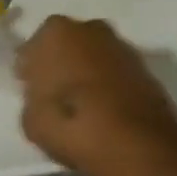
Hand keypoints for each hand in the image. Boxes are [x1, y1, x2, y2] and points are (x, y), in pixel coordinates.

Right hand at [16, 16, 176, 175]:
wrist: (137, 146)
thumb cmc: (71, 125)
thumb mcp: (31, 120)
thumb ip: (33, 98)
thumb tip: (43, 97)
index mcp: (54, 32)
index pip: (31, 49)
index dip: (30, 71)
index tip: (31, 90)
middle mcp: (89, 29)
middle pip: (67, 44)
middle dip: (61, 63)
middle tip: (56, 94)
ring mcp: (121, 47)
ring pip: (94, 56)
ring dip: (87, 72)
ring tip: (84, 106)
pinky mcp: (147, 69)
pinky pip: (116, 73)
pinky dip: (110, 85)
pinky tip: (106, 110)